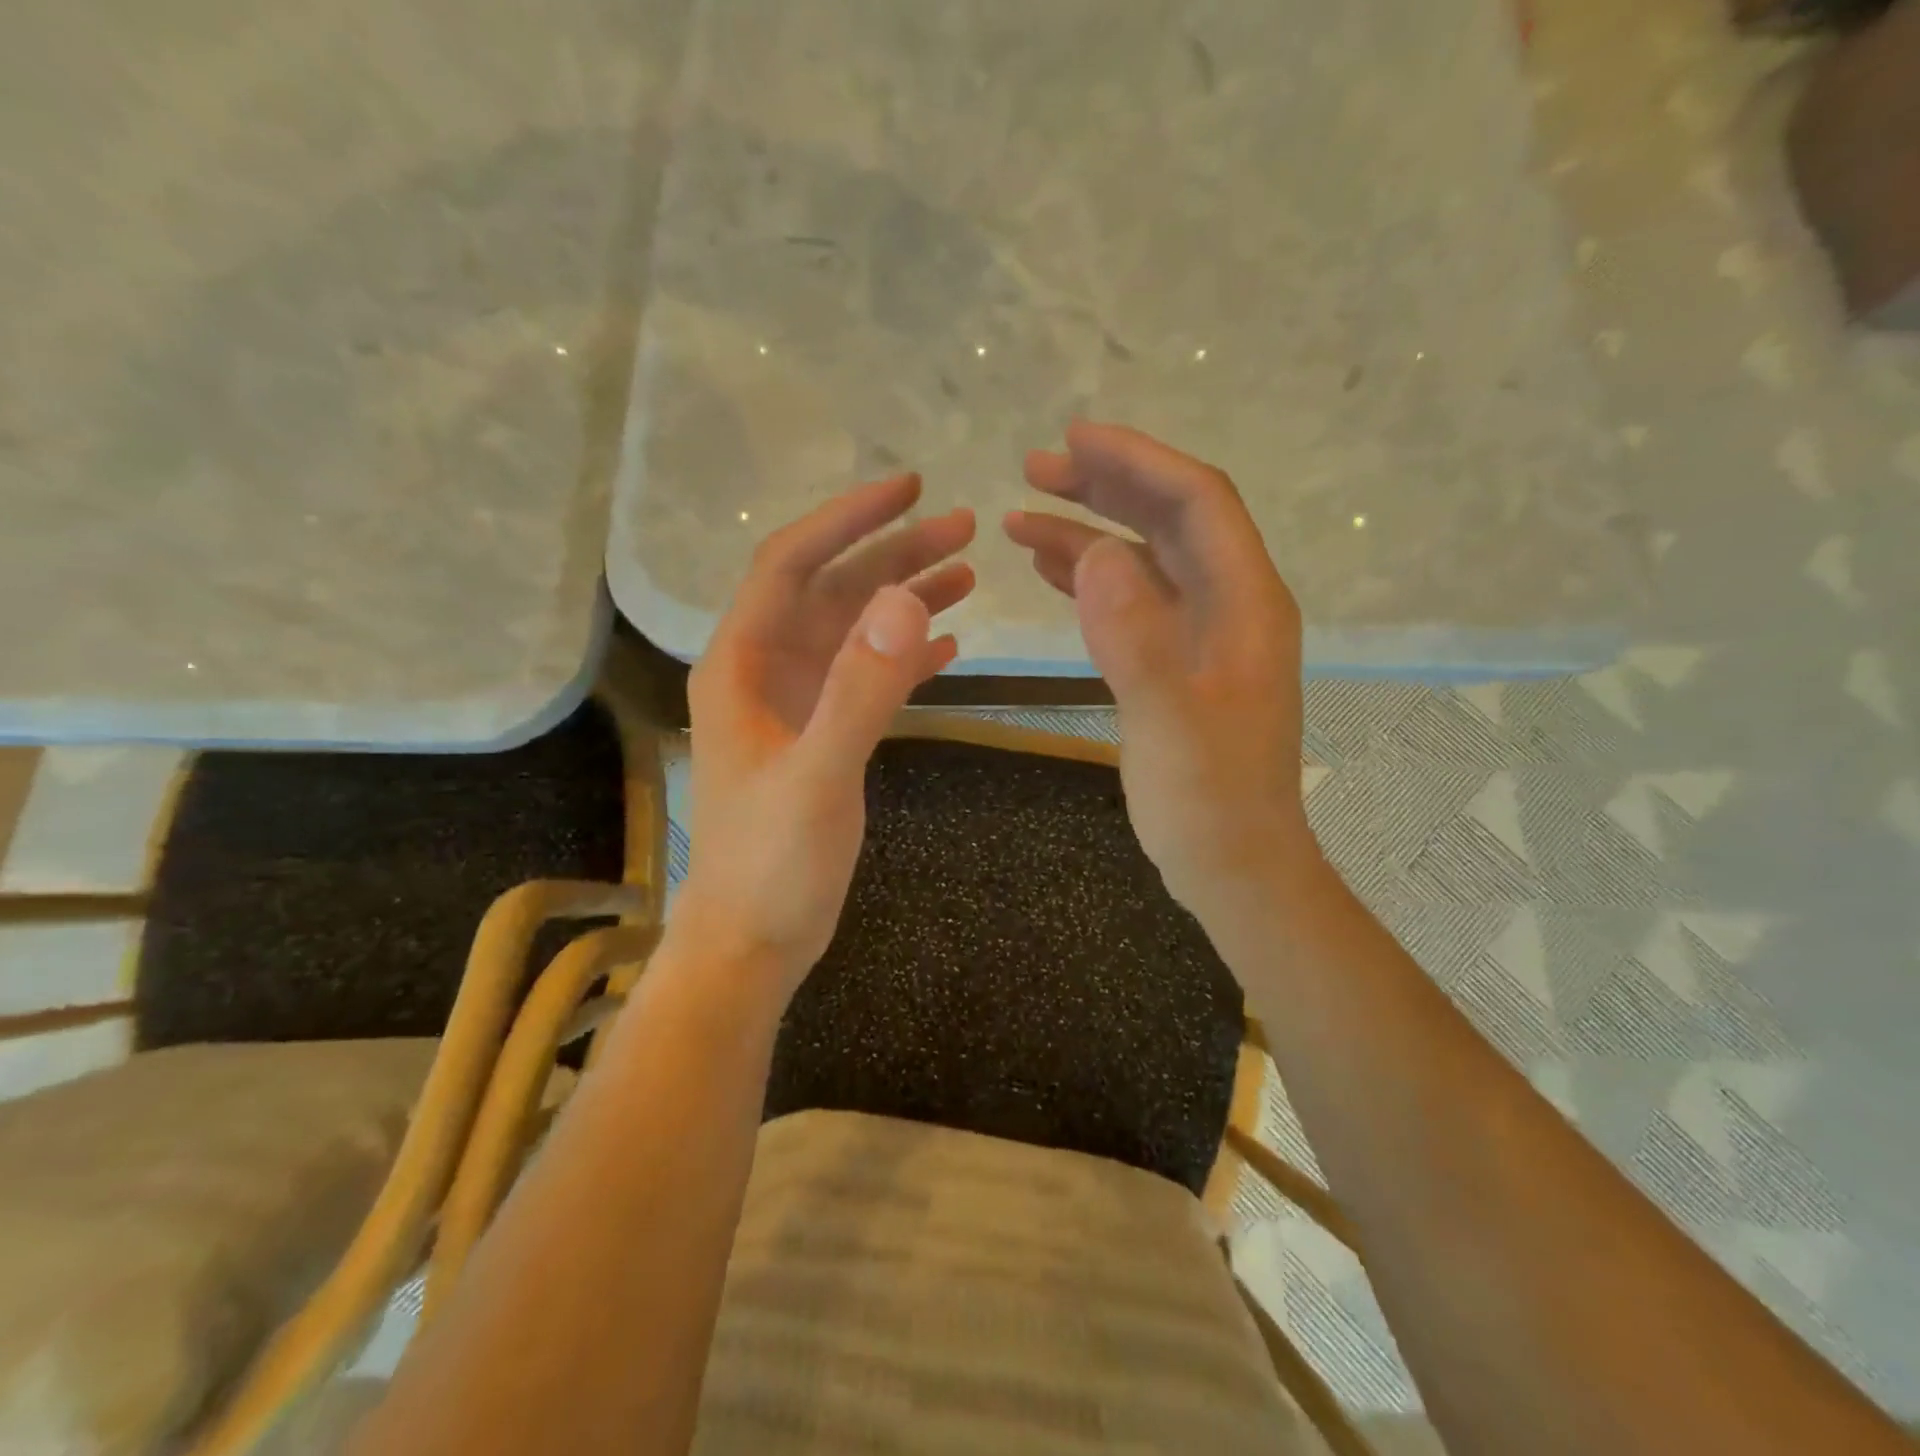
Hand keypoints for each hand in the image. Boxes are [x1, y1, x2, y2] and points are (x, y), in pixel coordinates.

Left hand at [673, 474, 974, 999]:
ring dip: (906, 598)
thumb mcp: (818, 775)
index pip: (791, 563)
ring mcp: (798, 703)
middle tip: (964, 528)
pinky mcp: (825, 734)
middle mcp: (767, 670)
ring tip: (969, 573)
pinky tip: (951, 645)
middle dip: (893, 554)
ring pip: (855, 630)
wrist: (755, 938)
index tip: (908, 489)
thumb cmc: (771, 863)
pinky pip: (870, 677)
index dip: (847, 520)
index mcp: (743, 664)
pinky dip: (908, 656)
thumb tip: (906, 601)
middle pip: (832, 589)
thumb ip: (860, 690)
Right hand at [1004, 422, 1313, 917]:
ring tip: (1021, 516)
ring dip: (1089, 532)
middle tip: (1035, 468)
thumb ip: (1136, 638)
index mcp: (1245, 605)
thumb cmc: (1209, 803)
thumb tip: (1097, 554)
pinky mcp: (1175, 663)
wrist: (1234, 866)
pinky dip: (1091, 580)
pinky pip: (1132, 603)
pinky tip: (1049, 570)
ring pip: (1145, 559)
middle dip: (1106, 486)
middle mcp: (1229, 605)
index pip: (1197, 502)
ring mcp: (1201, 635)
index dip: (1138, 461)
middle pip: (1170, 519)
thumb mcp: (1170, 724)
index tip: (1074, 439)